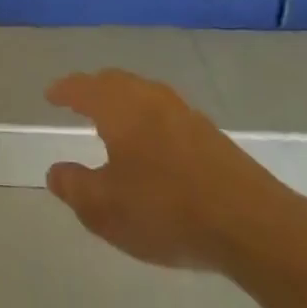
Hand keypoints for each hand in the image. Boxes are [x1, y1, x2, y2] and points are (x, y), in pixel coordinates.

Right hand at [44, 70, 306, 274]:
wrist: (255, 226)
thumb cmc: (167, 211)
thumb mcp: (105, 209)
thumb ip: (74, 187)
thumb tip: (55, 171)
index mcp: (118, 107)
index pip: (83, 88)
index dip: (64, 91)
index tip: (51, 95)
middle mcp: (150, 99)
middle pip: (115, 82)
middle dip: (94, 89)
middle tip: (79, 101)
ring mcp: (185, 114)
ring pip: (144, 95)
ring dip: (124, 102)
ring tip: (114, 122)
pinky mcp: (212, 135)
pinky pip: (167, 114)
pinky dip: (149, 120)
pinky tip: (154, 146)